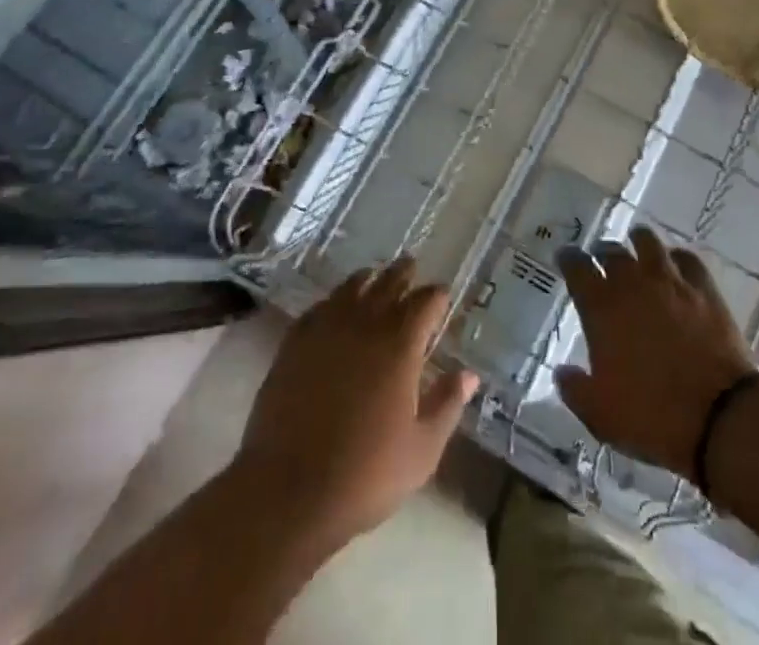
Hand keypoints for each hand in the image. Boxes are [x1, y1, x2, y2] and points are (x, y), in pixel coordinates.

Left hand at [233, 257, 479, 550]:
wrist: (289, 491)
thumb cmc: (365, 475)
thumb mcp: (422, 450)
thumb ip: (447, 405)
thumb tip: (469, 374)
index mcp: (401, 345)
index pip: (426, 302)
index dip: (437, 296)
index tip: (442, 295)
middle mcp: (366, 325)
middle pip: (389, 283)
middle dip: (404, 273)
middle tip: (410, 266)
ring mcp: (326, 330)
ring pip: (352, 288)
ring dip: (368, 279)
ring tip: (374, 276)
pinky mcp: (295, 343)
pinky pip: (319, 308)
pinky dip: (332, 300)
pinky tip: (333, 306)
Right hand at [555, 227, 757, 481]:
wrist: (718, 417)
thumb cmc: (652, 417)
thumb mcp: (601, 416)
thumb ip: (575, 390)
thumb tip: (562, 372)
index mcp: (602, 309)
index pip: (577, 268)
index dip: (568, 259)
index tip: (565, 256)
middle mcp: (633, 284)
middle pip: (612, 252)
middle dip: (602, 252)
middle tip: (600, 258)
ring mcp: (671, 282)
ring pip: (648, 243)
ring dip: (637, 241)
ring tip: (635, 244)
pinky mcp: (704, 289)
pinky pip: (687, 259)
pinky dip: (677, 257)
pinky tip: (676, 264)